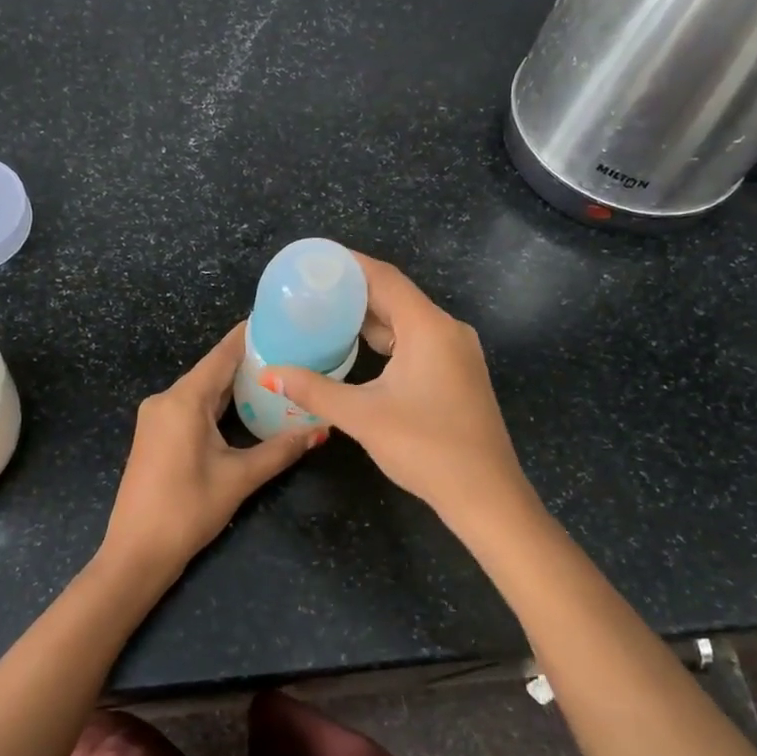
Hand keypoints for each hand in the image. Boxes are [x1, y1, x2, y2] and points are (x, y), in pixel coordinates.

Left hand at [101, 324, 321, 579]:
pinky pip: (190, 406)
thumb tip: (320, 431)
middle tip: (290, 350)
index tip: (280, 319)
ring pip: (202, 389)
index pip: (222, 355)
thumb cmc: (188, 510)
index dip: (250, 335)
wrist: (136, 552)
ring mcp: (156, 416)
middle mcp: (166, 399)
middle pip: (212, 370)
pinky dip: (218, 402)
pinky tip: (244, 405)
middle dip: (249, 360)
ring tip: (275, 374)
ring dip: (234, 384)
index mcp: (184, 400)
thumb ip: (280, 450)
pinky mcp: (155, 434)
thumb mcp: (239, 478)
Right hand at [264, 253, 530, 528]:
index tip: (314, 260)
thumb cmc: (426, 447)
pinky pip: (417, 341)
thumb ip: (315, 390)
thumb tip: (271, 372)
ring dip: (369, 317)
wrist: (485, 495)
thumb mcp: (363, 416)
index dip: (349, 264)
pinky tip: (358, 349)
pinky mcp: (457, 374)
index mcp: (429, 327)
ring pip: (406, 321)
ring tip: (325, 315)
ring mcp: (457, 353)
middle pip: (396, 296)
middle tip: (310, 290)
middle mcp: (447, 330)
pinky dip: (386, 339)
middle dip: (353, 291)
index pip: (384, 278)